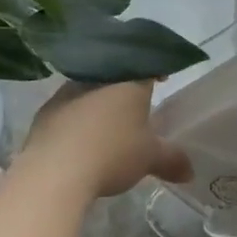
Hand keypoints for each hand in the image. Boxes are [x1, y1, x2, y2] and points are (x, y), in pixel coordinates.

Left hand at [18, 79, 190, 199]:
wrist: (54, 171)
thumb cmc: (112, 153)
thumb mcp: (149, 158)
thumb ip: (171, 160)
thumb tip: (191, 172)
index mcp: (129, 80)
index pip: (148, 63)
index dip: (157, 70)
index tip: (162, 80)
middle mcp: (98, 77)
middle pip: (117, 75)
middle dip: (126, 88)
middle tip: (135, 106)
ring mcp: (67, 92)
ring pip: (90, 88)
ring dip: (99, 102)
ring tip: (106, 125)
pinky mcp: (45, 112)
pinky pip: (67, 108)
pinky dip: (76, 118)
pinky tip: (79, 138)